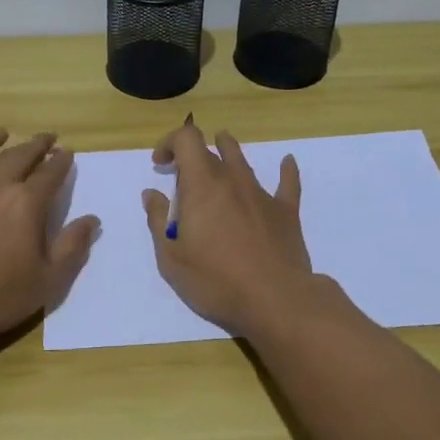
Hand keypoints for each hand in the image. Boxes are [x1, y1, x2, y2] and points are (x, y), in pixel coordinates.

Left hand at [0, 129, 99, 341]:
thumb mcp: (48, 279)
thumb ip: (72, 246)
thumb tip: (92, 219)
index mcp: (26, 203)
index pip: (50, 173)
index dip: (61, 161)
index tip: (67, 152)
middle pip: (17, 156)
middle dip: (35, 144)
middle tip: (46, 137)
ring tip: (1, 133)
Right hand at [140, 123, 316, 334]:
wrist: (276, 300)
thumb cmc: (216, 280)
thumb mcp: (171, 257)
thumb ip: (158, 221)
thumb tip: (151, 194)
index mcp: (202, 185)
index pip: (186, 139)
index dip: (170, 142)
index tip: (160, 163)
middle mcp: (232, 180)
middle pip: (211, 151)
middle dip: (192, 157)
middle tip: (182, 178)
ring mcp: (261, 194)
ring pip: (243, 160)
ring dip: (228, 150)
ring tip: (222, 146)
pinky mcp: (286, 212)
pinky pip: (287, 182)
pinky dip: (285, 170)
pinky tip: (287, 161)